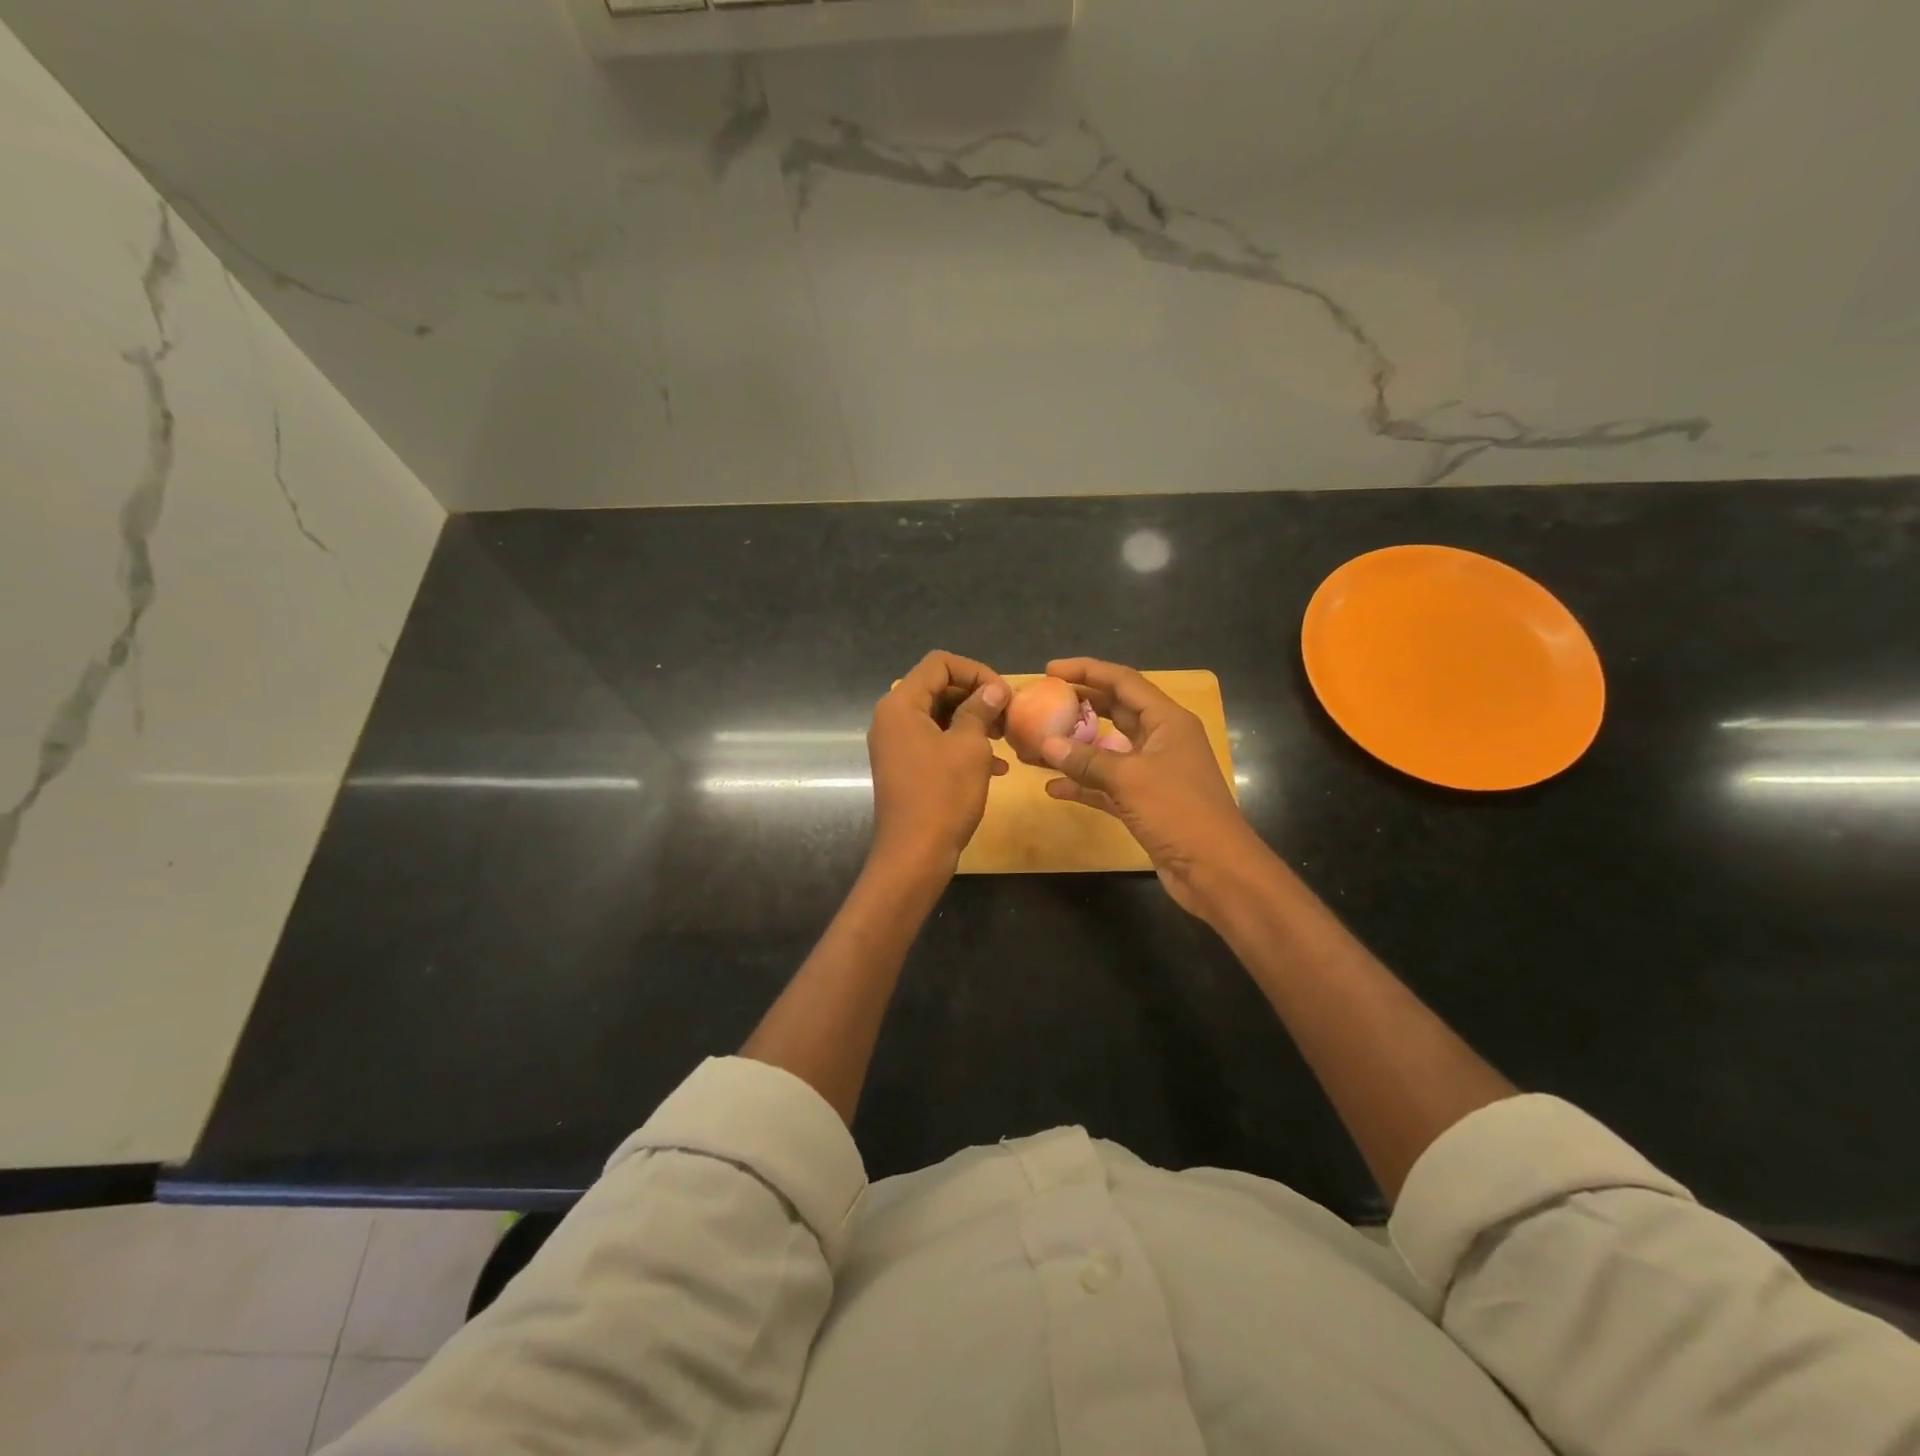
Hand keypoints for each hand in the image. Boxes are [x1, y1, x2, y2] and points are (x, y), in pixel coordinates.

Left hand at [867, 651, 1009, 874]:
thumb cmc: (942, 795)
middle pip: (938, 687)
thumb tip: (993, 689)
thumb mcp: (969, 747)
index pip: (939, 663)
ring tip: (1005, 738)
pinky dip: (963, 745)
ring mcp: (896, 744)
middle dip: (976, 697)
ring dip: (974, 722)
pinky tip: (997, 767)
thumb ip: (980, 710)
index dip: (975, 671)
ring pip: (940, 716)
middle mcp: (892, 718)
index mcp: (901, 704)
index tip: (1004, 694)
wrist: (915, 854)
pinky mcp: (905, 766)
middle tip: (1008, 715)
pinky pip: (935, 742)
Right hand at [1039, 657, 1267, 919]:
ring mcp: (1153, 772)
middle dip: (1079, 705)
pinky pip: (1107, 785)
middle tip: (1042, 701)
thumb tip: (1046, 744)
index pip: (1123, 681)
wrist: (1216, 870)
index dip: (1087, 671)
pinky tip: (1053, 788)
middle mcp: (1161, 740)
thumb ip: (1087, 760)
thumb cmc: (1179, 812)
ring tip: (1037, 744)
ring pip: (1107, 749)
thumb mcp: (1130, 779)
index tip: (1050, 670)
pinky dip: (1083, 784)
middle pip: (1115, 711)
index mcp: (1167, 721)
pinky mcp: (1144, 803)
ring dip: (1075, 748)